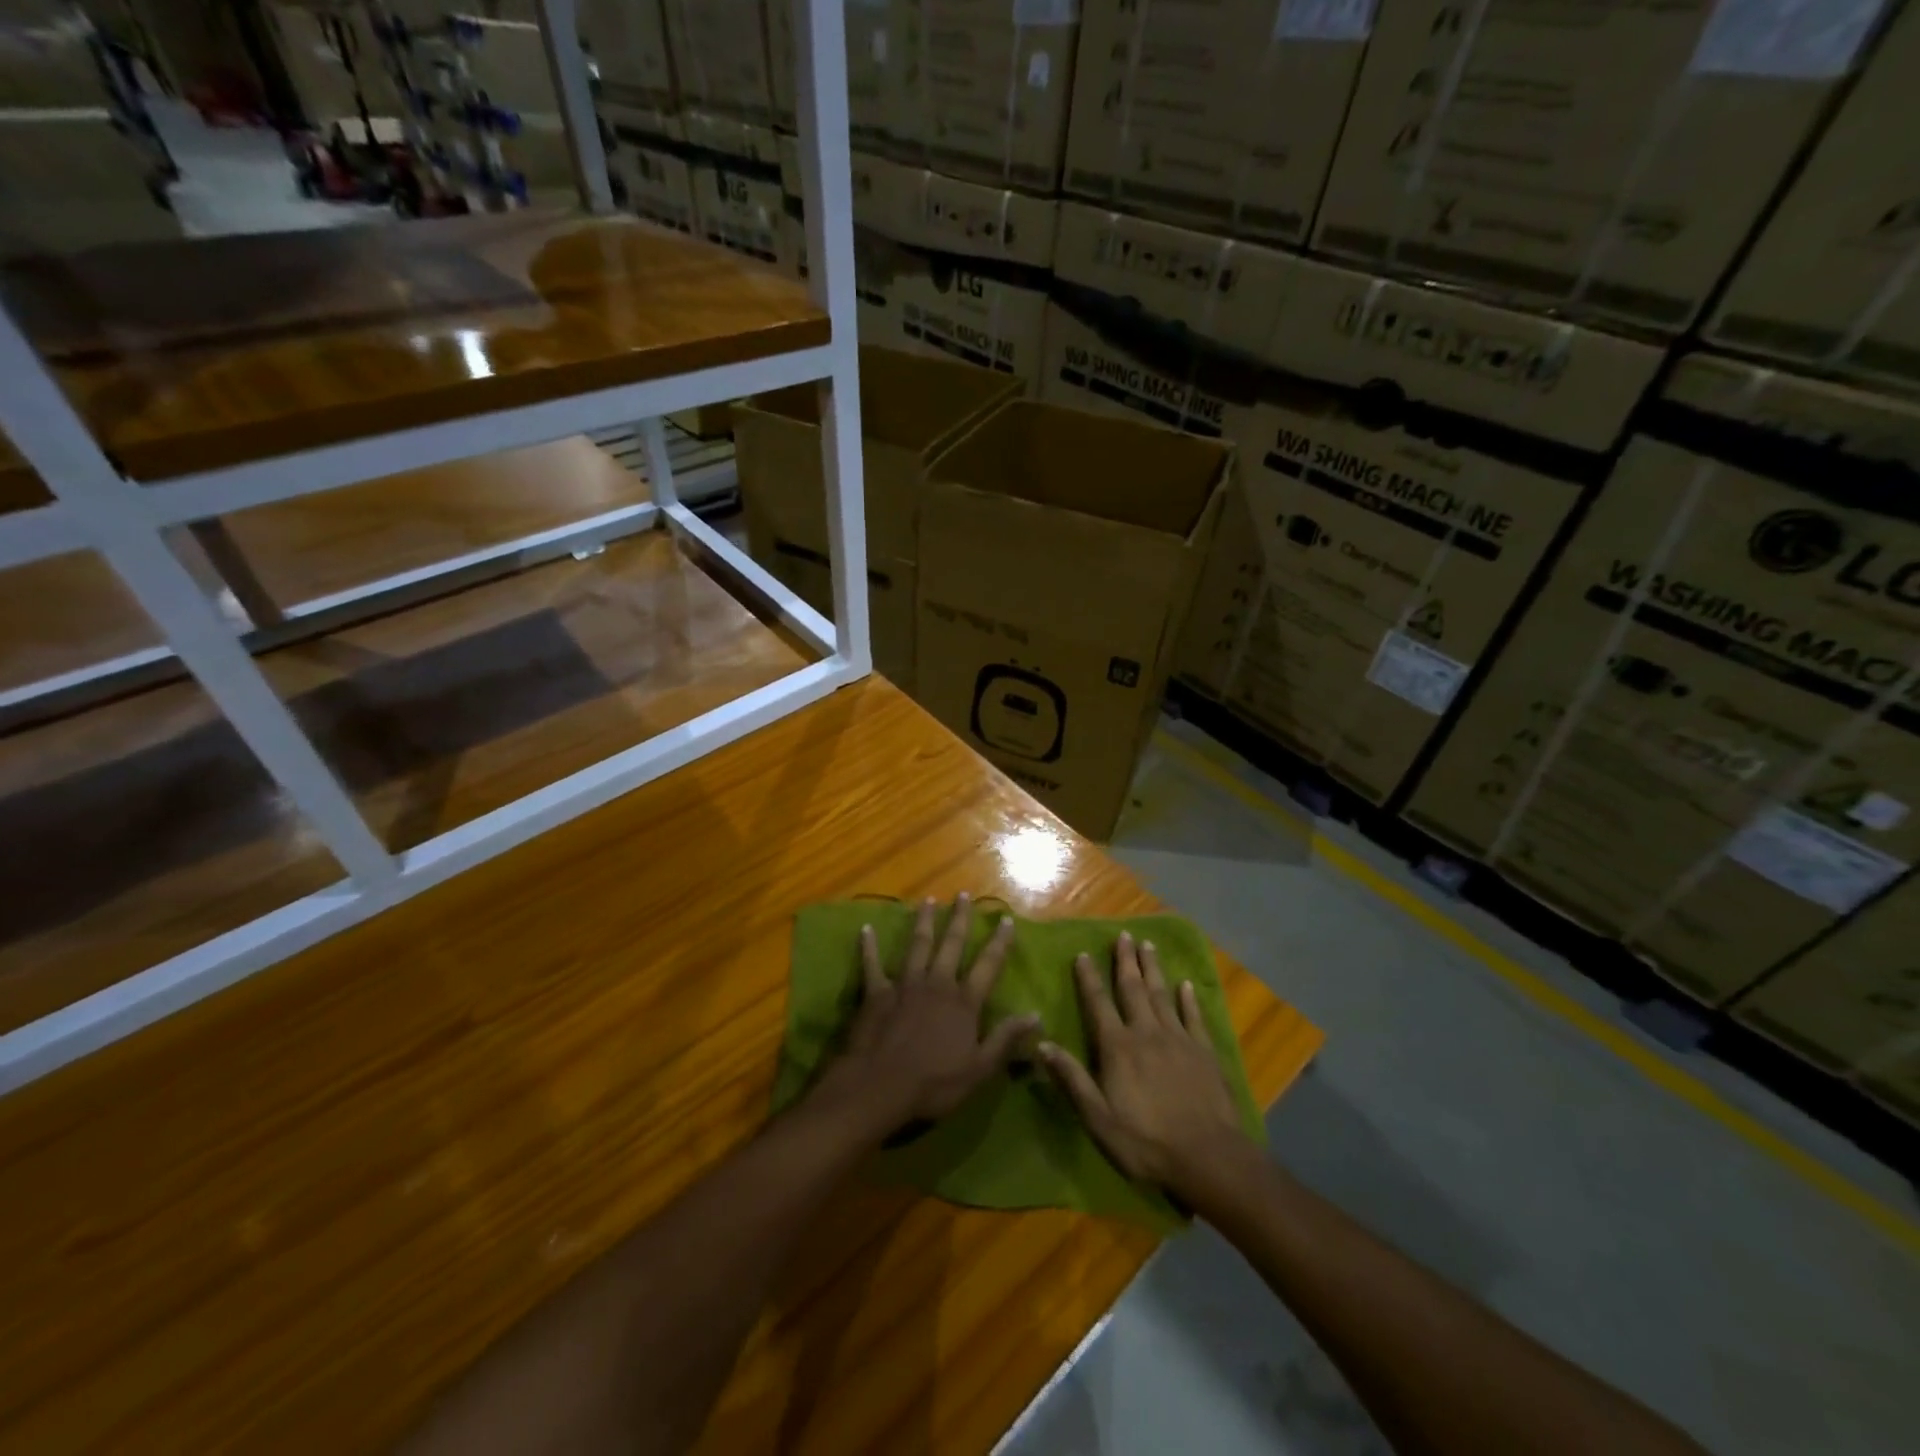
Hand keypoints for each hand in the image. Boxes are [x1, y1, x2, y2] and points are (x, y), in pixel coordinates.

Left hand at [815, 894, 1039, 1135]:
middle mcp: (937, 983)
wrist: (880, 1086)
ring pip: (917, 945)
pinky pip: (872, 964)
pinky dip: (869, 947)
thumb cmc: (934, 1083)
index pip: (987, 965)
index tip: (1005, 919)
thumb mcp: (979, 1068)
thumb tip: (1037, 1014)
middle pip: (951, 945)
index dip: (999, 942)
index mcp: (964, 1002)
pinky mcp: (876, 992)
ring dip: (923, 922)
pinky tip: (866, 929)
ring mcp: (905, 984)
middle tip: (963, 895)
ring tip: (928, 901)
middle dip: (959, 919)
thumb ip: (1006, 1038)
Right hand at [1038, 932, 1254, 1203]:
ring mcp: (1179, 1040)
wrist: (1208, 1158)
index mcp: (1118, 1048)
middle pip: (1133, 989)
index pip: (1099, 1004)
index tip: (1082, 954)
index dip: (1089, 978)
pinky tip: (1186, 984)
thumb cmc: (1146, 1143)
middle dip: (1125, 961)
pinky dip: (1188, 999)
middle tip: (1123, 935)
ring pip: (1162, 995)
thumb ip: (1072, 1079)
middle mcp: (1147, 1033)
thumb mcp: (1098, 1119)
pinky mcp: (1204, 1052)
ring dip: (1153, 969)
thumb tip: (1041, 1044)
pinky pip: (1194, 1017)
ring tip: (1148, 945)